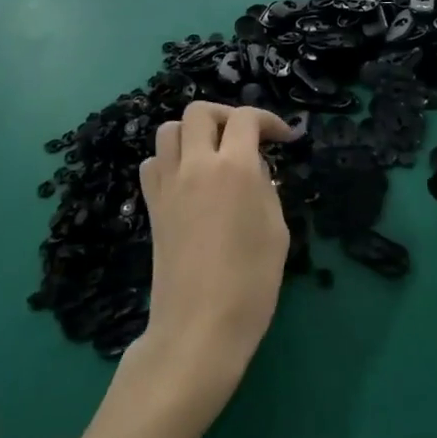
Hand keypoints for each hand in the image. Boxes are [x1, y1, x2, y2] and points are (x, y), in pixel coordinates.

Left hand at [133, 102, 292, 413]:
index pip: (246, 118)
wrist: (199, 327)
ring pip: (169, 130)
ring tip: (214, 153)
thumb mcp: (276, 230)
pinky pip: (153, 162)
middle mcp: (196, 165)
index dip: (268, 120)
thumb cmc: (251, 282)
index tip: (284, 138)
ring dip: (193, 132)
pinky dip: (170, 158)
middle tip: (246, 138)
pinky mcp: (152, 205)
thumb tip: (253, 169)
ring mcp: (168, 184)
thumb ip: (265, 188)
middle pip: (199, 111)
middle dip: (226, 115)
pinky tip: (188, 179)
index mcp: (234, 168)